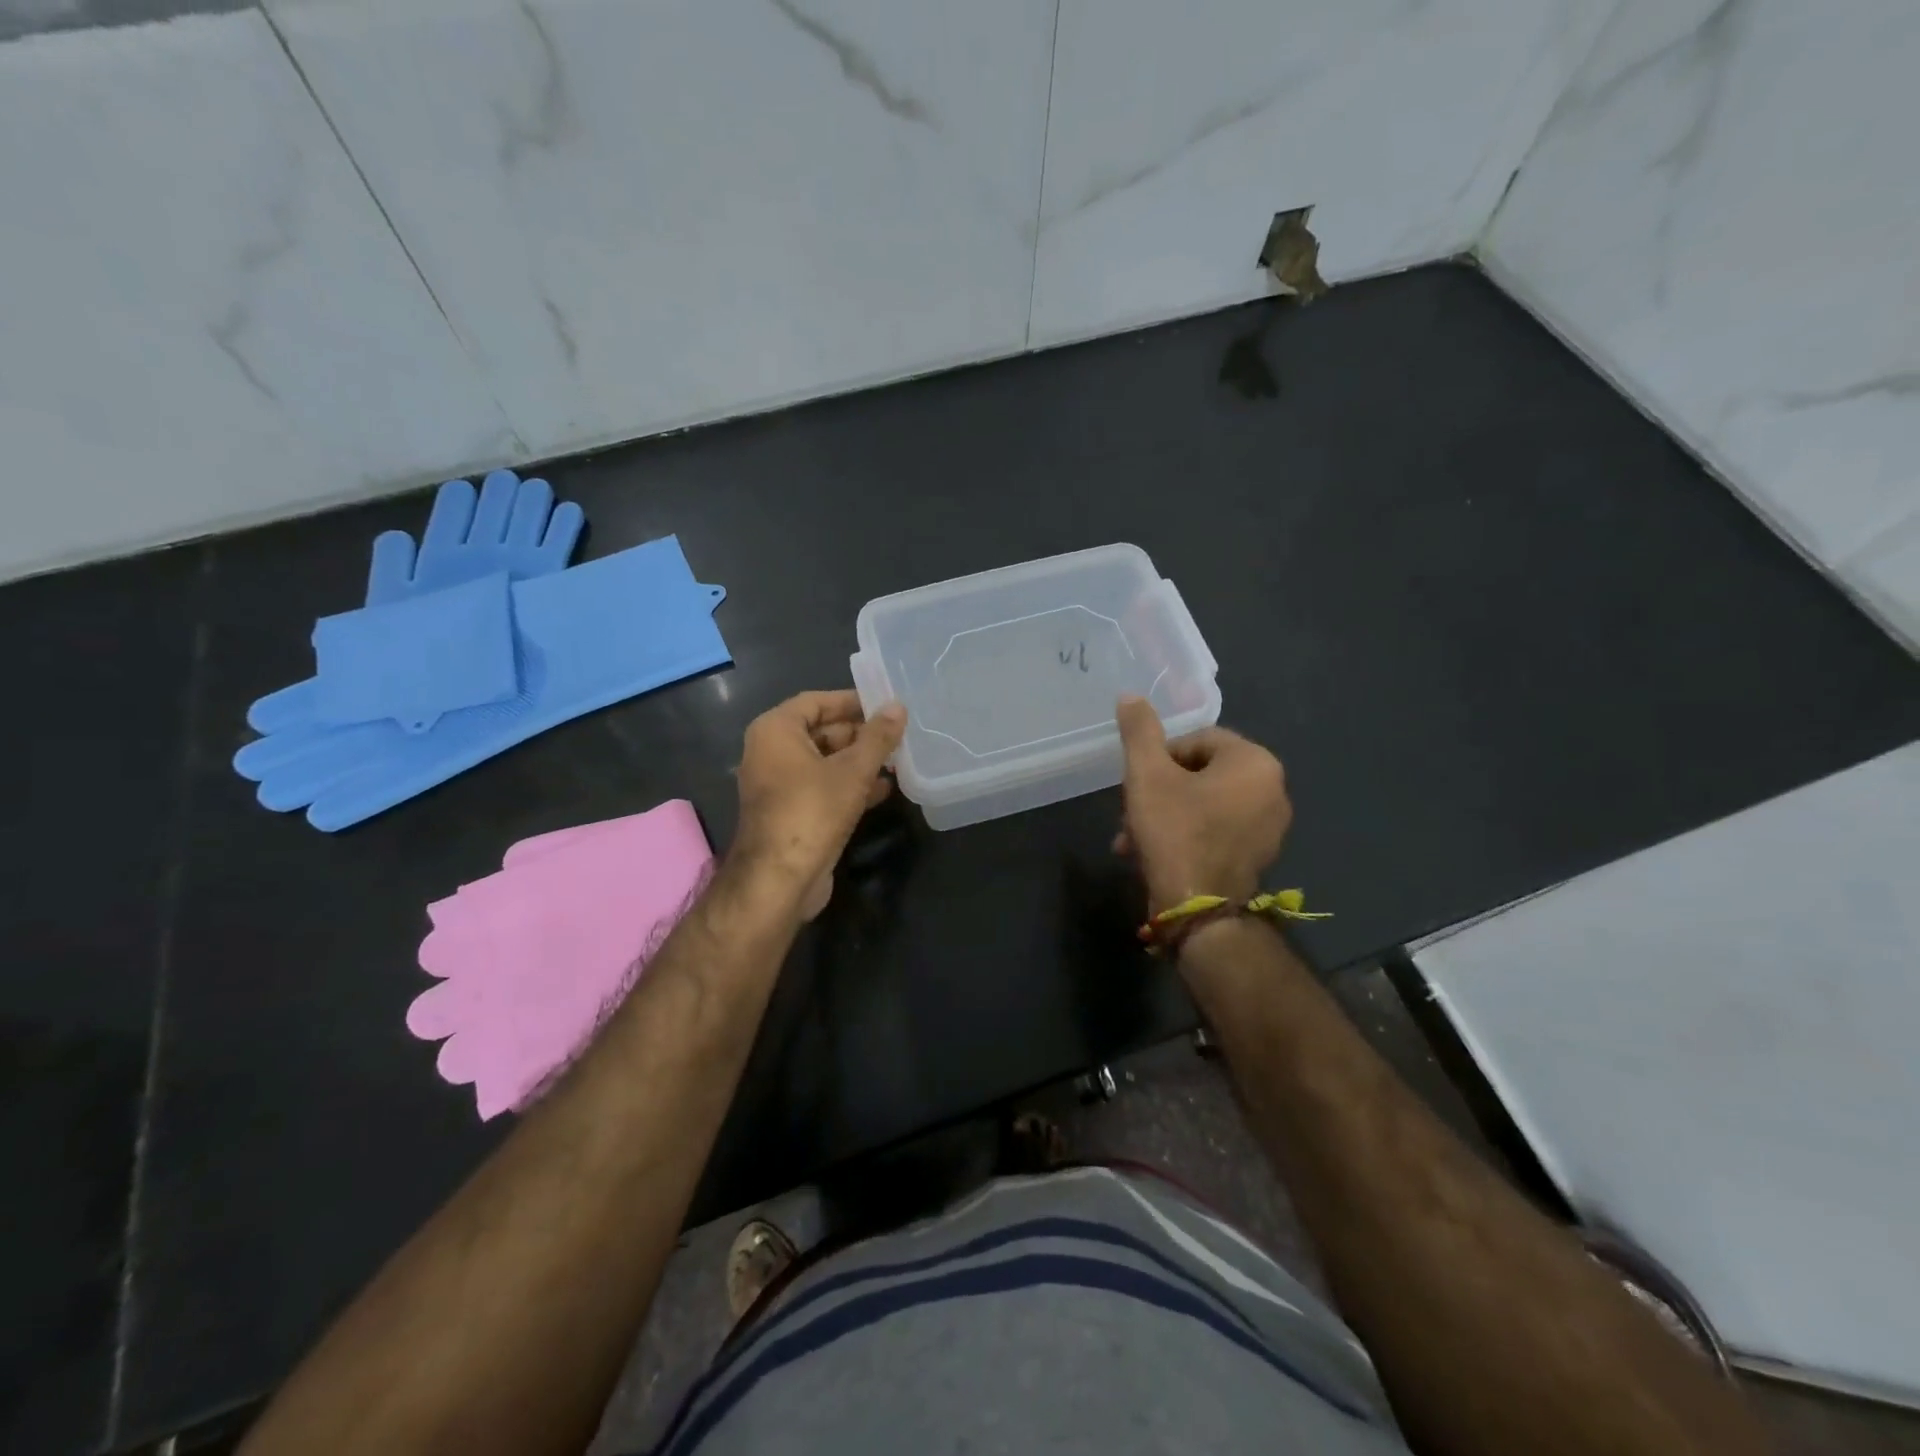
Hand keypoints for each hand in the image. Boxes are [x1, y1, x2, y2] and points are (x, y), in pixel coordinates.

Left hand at [732, 690, 907, 918]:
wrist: (780, 879)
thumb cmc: (813, 811)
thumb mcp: (853, 770)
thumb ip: (877, 737)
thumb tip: (898, 707)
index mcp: (775, 731)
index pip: (816, 701)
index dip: (852, 701)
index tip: (886, 705)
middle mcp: (770, 752)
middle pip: (821, 731)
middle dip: (860, 734)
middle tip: (897, 735)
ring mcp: (778, 784)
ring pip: (824, 762)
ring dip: (859, 761)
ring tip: (898, 760)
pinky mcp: (790, 811)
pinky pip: (821, 787)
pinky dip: (848, 785)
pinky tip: (883, 789)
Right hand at [1113, 696, 1290, 915]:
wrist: (1198, 909)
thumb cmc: (1175, 831)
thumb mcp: (1147, 775)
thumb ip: (1139, 731)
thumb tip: (1130, 696)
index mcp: (1255, 762)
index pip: (1197, 740)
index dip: (1160, 758)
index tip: (1138, 784)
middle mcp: (1273, 789)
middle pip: (1200, 773)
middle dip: (1159, 792)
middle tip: (1130, 814)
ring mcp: (1270, 826)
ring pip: (1204, 804)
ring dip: (1165, 815)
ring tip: (1133, 840)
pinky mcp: (1259, 855)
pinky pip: (1217, 830)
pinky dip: (1187, 835)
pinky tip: (1156, 855)